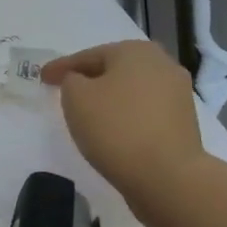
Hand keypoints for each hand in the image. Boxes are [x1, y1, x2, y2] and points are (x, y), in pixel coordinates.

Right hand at [40, 40, 206, 219]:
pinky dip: (125, 115)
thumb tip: (80, 82)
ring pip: (131, 90)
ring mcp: (177, 93)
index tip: (42, 78)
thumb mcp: (75, 97)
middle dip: (89, 79)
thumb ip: (70, 81)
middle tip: (64, 91)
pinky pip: (144, 110)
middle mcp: (162, 64)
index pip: (88, 56)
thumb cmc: (115, 127)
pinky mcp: (183, 122)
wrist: (167, 176)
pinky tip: (112, 128)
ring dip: (109, 97)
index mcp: (135, 51)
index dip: (61, 67)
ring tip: (87, 112)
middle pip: (114, 69)